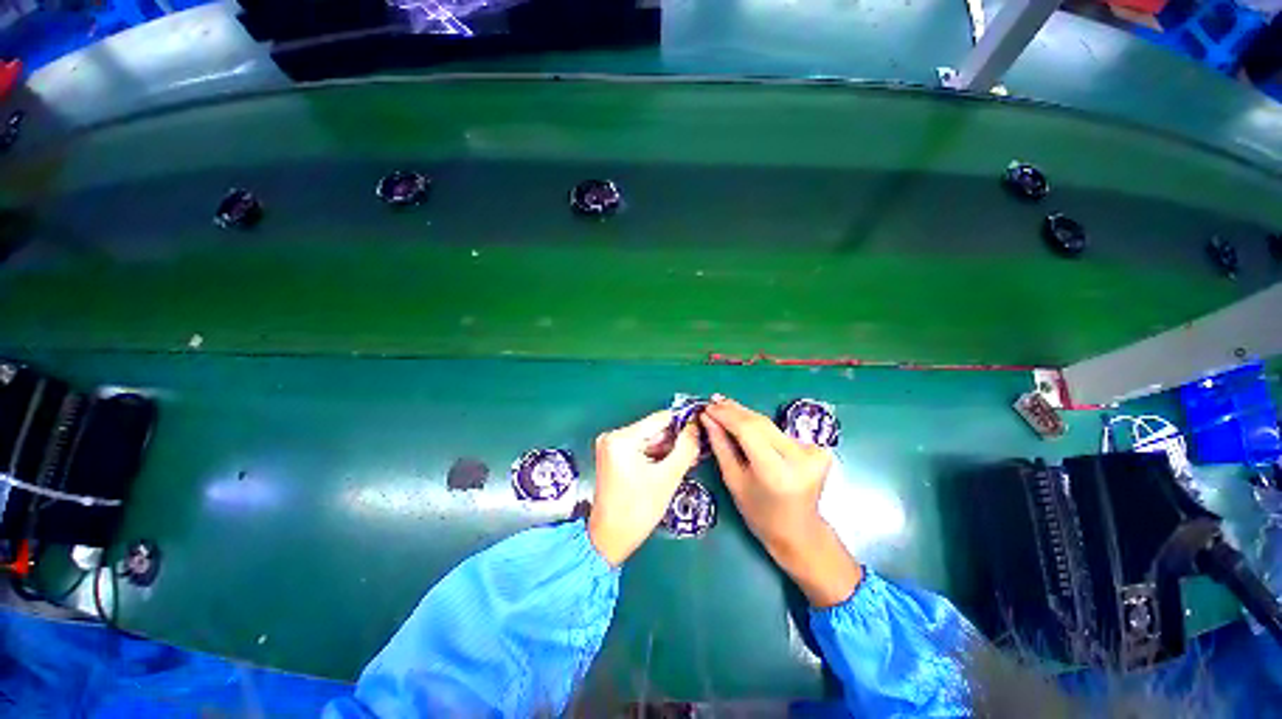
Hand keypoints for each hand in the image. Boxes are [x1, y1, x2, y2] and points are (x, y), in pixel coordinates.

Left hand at [588, 411, 700, 566]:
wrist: (609, 539)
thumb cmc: (638, 510)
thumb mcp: (668, 478)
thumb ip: (685, 448)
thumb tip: (695, 427)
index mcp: (622, 438)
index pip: (660, 419)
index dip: (682, 423)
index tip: (700, 432)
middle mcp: (613, 435)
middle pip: (653, 429)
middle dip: (675, 440)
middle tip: (695, 452)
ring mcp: (610, 445)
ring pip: (648, 439)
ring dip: (667, 449)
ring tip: (685, 461)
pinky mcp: (611, 455)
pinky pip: (640, 448)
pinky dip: (655, 455)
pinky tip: (669, 465)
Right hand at [701, 396, 861, 606]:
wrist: (799, 531)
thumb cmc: (760, 513)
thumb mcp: (733, 480)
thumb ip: (721, 445)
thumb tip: (707, 418)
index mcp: (777, 472)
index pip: (749, 430)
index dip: (726, 415)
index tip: (707, 407)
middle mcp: (799, 458)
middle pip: (760, 423)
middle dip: (734, 410)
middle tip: (713, 401)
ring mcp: (813, 451)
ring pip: (769, 424)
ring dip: (745, 414)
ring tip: (723, 406)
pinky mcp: (818, 448)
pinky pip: (779, 430)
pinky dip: (759, 425)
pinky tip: (743, 419)